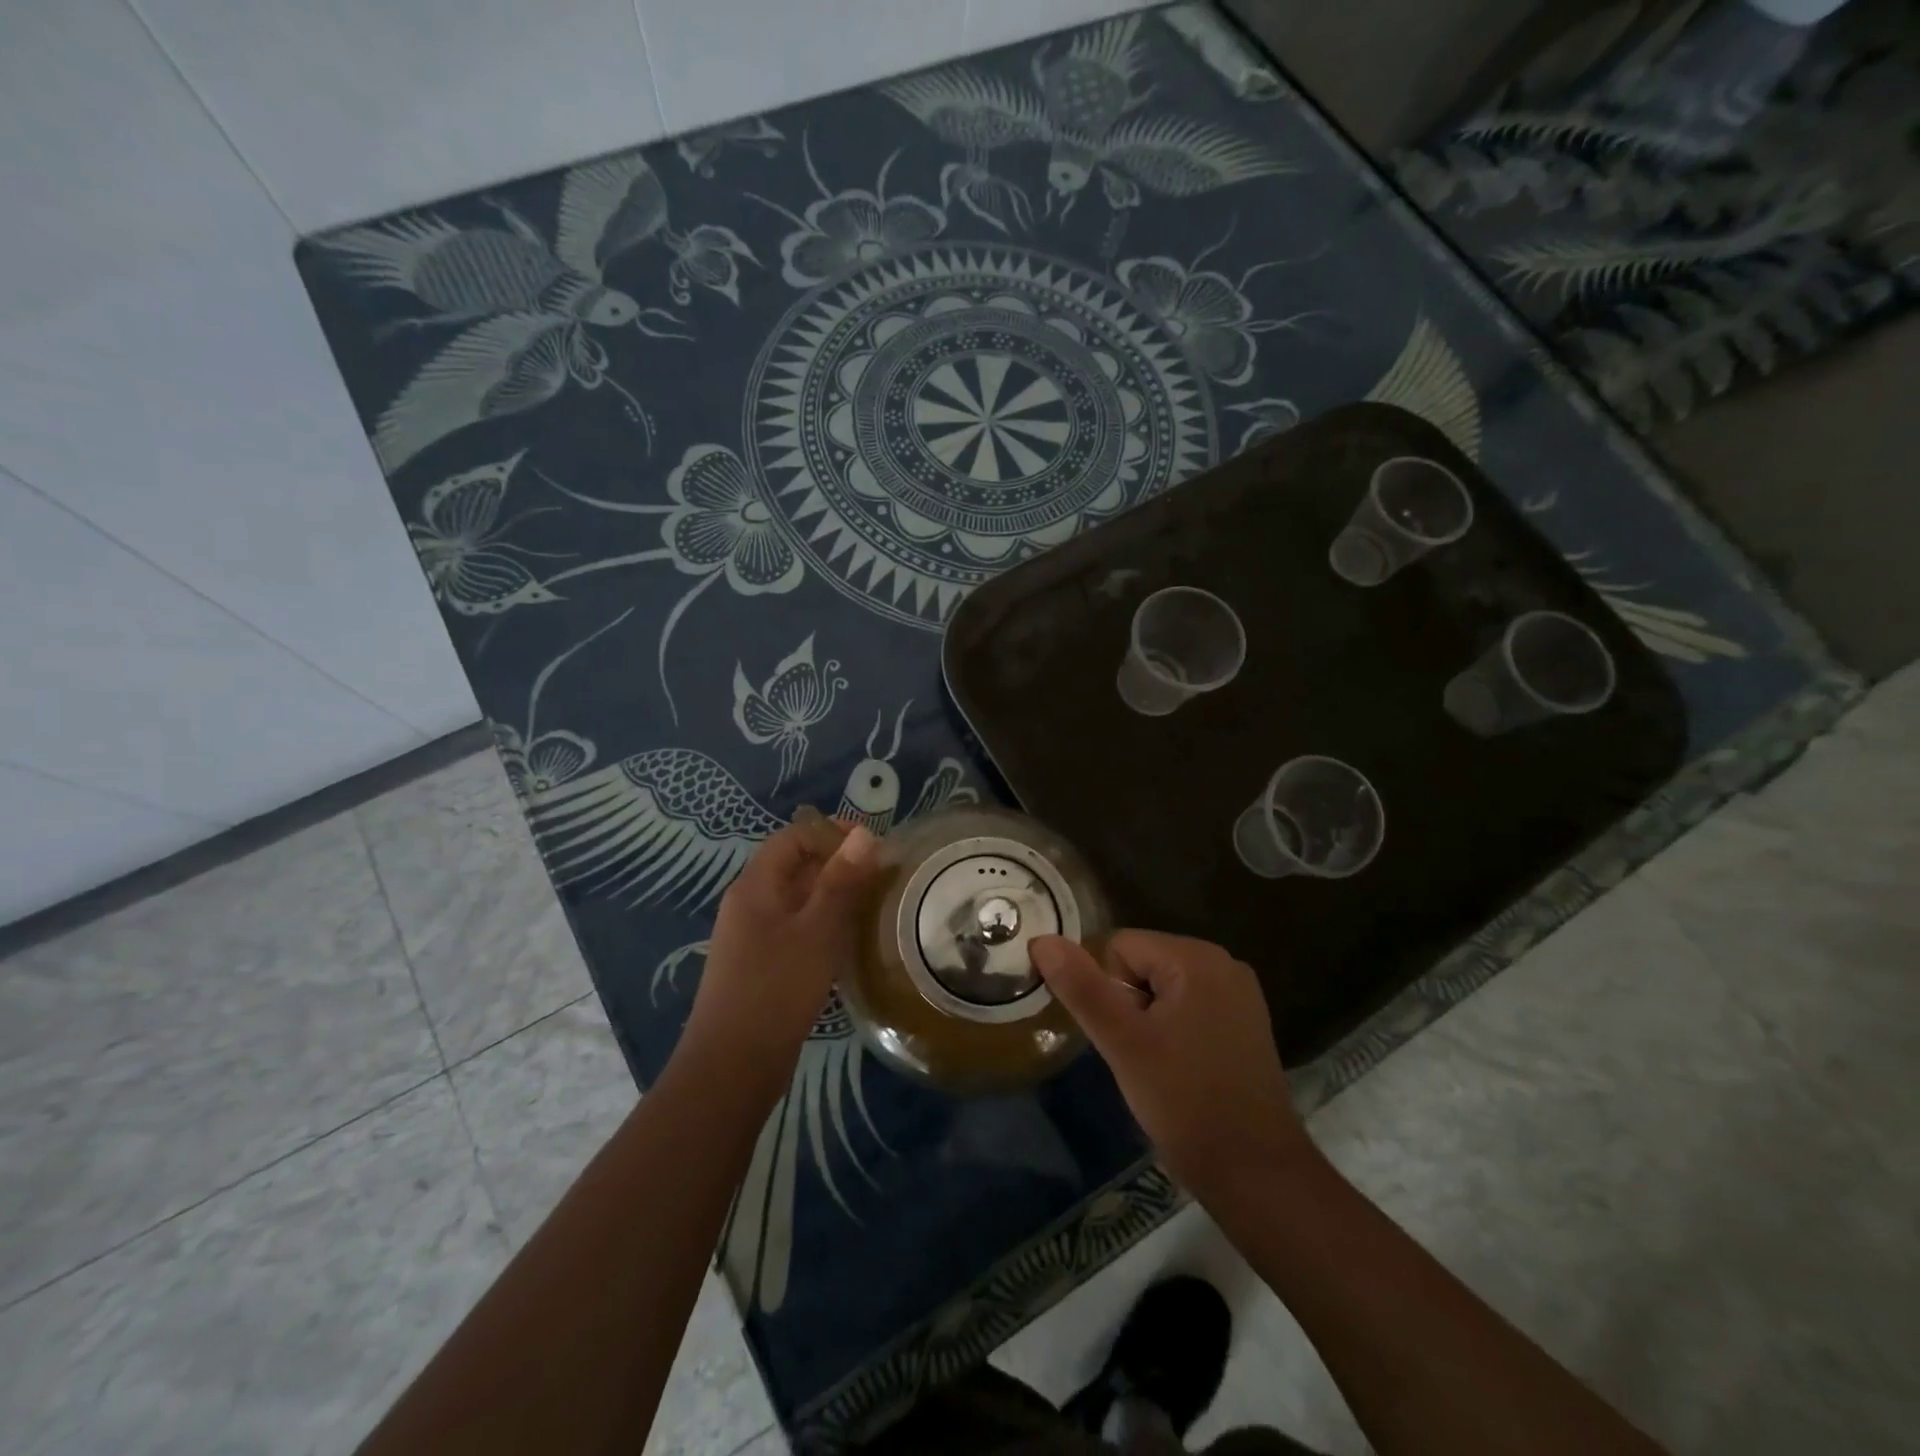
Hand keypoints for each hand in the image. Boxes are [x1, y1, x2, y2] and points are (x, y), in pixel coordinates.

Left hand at [680, 817, 882, 1101]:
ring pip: (799, 900)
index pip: (794, 837)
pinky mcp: (763, 965)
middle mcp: (750, 904)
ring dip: (835, 895)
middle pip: (796, 866)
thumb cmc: (776, 990)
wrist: (732, 1068)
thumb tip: (865, 835)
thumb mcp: (816, 931)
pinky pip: (797, 928)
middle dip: (839, 864)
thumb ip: (841, 881)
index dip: (832, 833)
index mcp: (755, 886)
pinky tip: (851, 941)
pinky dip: (825, 924)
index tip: (873, 846)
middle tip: (883, 876)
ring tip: (875, 904)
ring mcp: (754, 937)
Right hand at [1030, 930, 1315, 1197]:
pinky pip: (1188, 1007)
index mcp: (1196, 957)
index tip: (1123, 1038)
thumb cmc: (1184, 1101)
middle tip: (1139, 1056)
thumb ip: (1081, 987)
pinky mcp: (1245, 1024)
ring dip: (1148, 1021)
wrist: (1255, 1174)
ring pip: (1162, 989)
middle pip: (1142, 964)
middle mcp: (1223, 963)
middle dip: (1129, 1006)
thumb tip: (1042, 940)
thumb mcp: (1122, 1042)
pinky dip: (1173, 1032)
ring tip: (1158, 1066)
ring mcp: (1239, 994)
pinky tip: (1181, 1070)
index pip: (1119, 947)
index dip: (1108, 992)